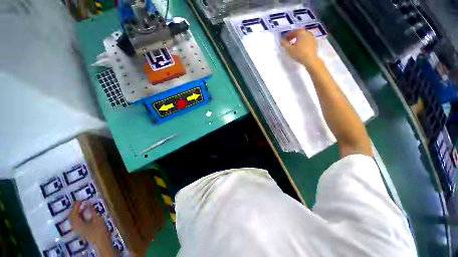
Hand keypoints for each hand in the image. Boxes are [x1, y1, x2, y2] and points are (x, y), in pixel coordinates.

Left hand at [69, 201, 109, 243]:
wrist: (101, 242)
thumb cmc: (99, 230)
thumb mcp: (97, 219)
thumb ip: (91, 211)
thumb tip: (88, 203)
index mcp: (77, 224)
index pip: (73, 213)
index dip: (76, 206)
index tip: (80, 200)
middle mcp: (74, 226)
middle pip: (71, 216)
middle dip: (75, 209)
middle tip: (80, 203)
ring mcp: (77, 229)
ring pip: (74, 219)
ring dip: (77, 213)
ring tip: (83, 207)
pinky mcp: (81, 231)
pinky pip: (77, 222)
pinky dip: (79, 216)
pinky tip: (84, 214)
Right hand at [281, 30, 318, 66]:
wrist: (310, 59)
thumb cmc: (299, 53)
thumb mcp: (289, 49)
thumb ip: (284, 44)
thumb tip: (281, 40)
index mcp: (301, 33)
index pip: (293, 32)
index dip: (287, 35)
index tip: (283, 40)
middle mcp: (307, 33)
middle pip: (298, 33)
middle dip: (292, 37)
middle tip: (288, 43)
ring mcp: (312, 37)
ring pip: (303, 37)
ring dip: (298, 40)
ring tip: (294, 46)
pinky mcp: (314, 43)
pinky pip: (307, 40)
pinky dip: (303, 42)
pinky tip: (300, 48)